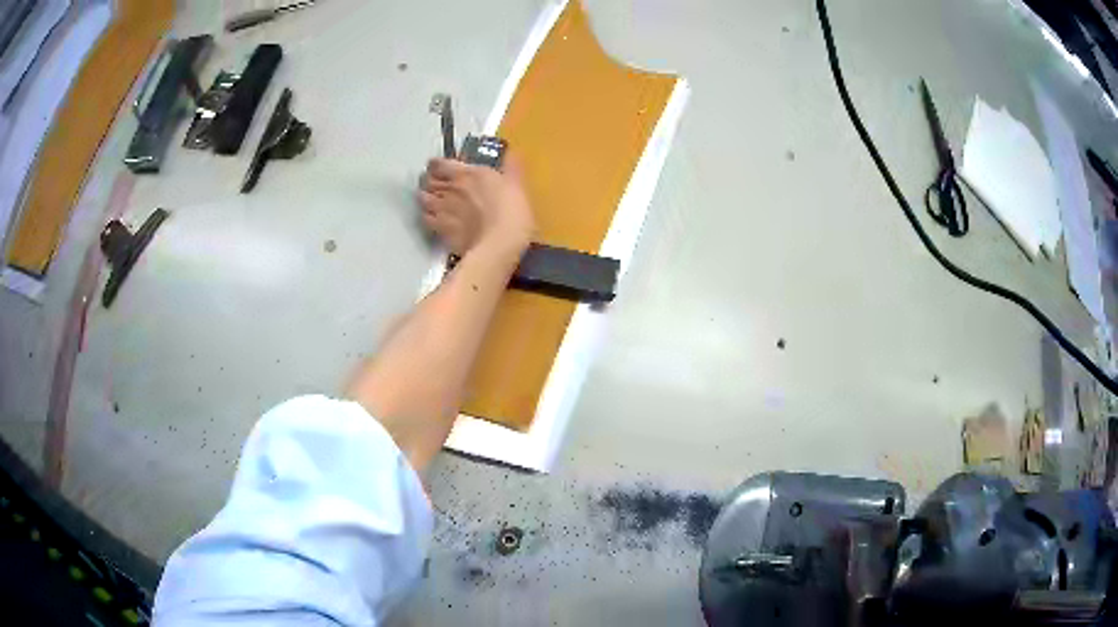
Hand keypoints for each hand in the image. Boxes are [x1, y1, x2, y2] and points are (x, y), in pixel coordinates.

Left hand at [418, 155, 534, 257]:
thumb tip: (512, 154)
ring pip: (423, 197)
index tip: (437, 165)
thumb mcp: (516, 185)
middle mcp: (449, 188)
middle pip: (428, 179)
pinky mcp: (439, 230)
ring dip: (425, 195)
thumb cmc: (511, 211)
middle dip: (429, 179)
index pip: (441, 163)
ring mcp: (442, 209)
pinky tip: (432, 217)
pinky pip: (425, 218)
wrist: (499, 245)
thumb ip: (511, 167)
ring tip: (430, 197)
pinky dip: (426, 215)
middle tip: (433, 181)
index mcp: (467, 174)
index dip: (436, 164)